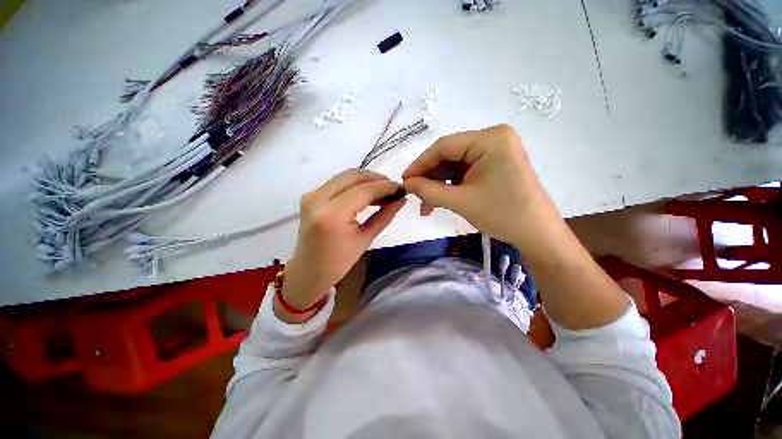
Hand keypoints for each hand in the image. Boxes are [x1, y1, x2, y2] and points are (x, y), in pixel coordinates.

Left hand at [277, 169, 405, 322]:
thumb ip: (384, 216)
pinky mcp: (311, 195)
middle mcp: (318, 199)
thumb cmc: (339, 263)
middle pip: (354, 176)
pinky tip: (367, 193)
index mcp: (333, 215)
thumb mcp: (366, 239)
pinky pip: (338, 182)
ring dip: (367, 180)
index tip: (400, 188)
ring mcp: (312, 195)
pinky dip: (355, 184)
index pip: (364, 190)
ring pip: (346, 176)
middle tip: (392, 188)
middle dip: (377, 179)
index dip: (385, 186)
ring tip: (383, 191)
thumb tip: (401, 199)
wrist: (309, 270)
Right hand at [402, 124, 561, 246]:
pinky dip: (451, 187)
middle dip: (430, 178)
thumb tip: (406, 183)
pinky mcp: (495, 165)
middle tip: (414, 195)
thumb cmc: (503, 215)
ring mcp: (495, 152)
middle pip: (449, 156)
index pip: (444, 146)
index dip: (420, 164)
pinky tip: (439, 201)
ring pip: (455, 166)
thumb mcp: (461, 201)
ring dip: (438, 185)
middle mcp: (493, 139)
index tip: (404, 180)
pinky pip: (465, 173)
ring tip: (425, 205)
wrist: (537, 234)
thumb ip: (429, 190)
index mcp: (490, 139)